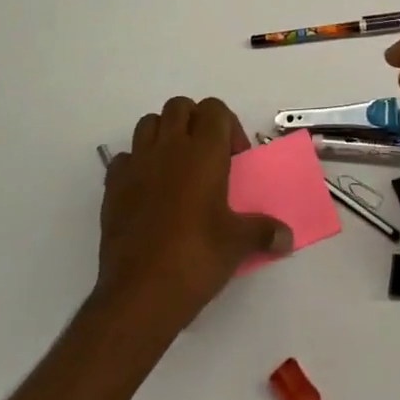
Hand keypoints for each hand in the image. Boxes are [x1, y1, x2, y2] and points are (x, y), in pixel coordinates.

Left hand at [95, 97, 291, 334]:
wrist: (140, 293)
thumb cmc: (197, 257)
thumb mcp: (238, 243)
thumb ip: (264, 231)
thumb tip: (287, 237)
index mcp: (203, 151)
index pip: (215, 109)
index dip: (227, 126)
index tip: (234, 159)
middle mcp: (169, 147)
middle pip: (179, 106)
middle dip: (195, 122)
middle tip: (207, 157)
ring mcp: (136, 164)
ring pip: (148, 124)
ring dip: (164, 135)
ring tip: (177, 168)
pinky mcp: (112, 186)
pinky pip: (124, 157)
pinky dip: (136, 164)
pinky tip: (147, 190)